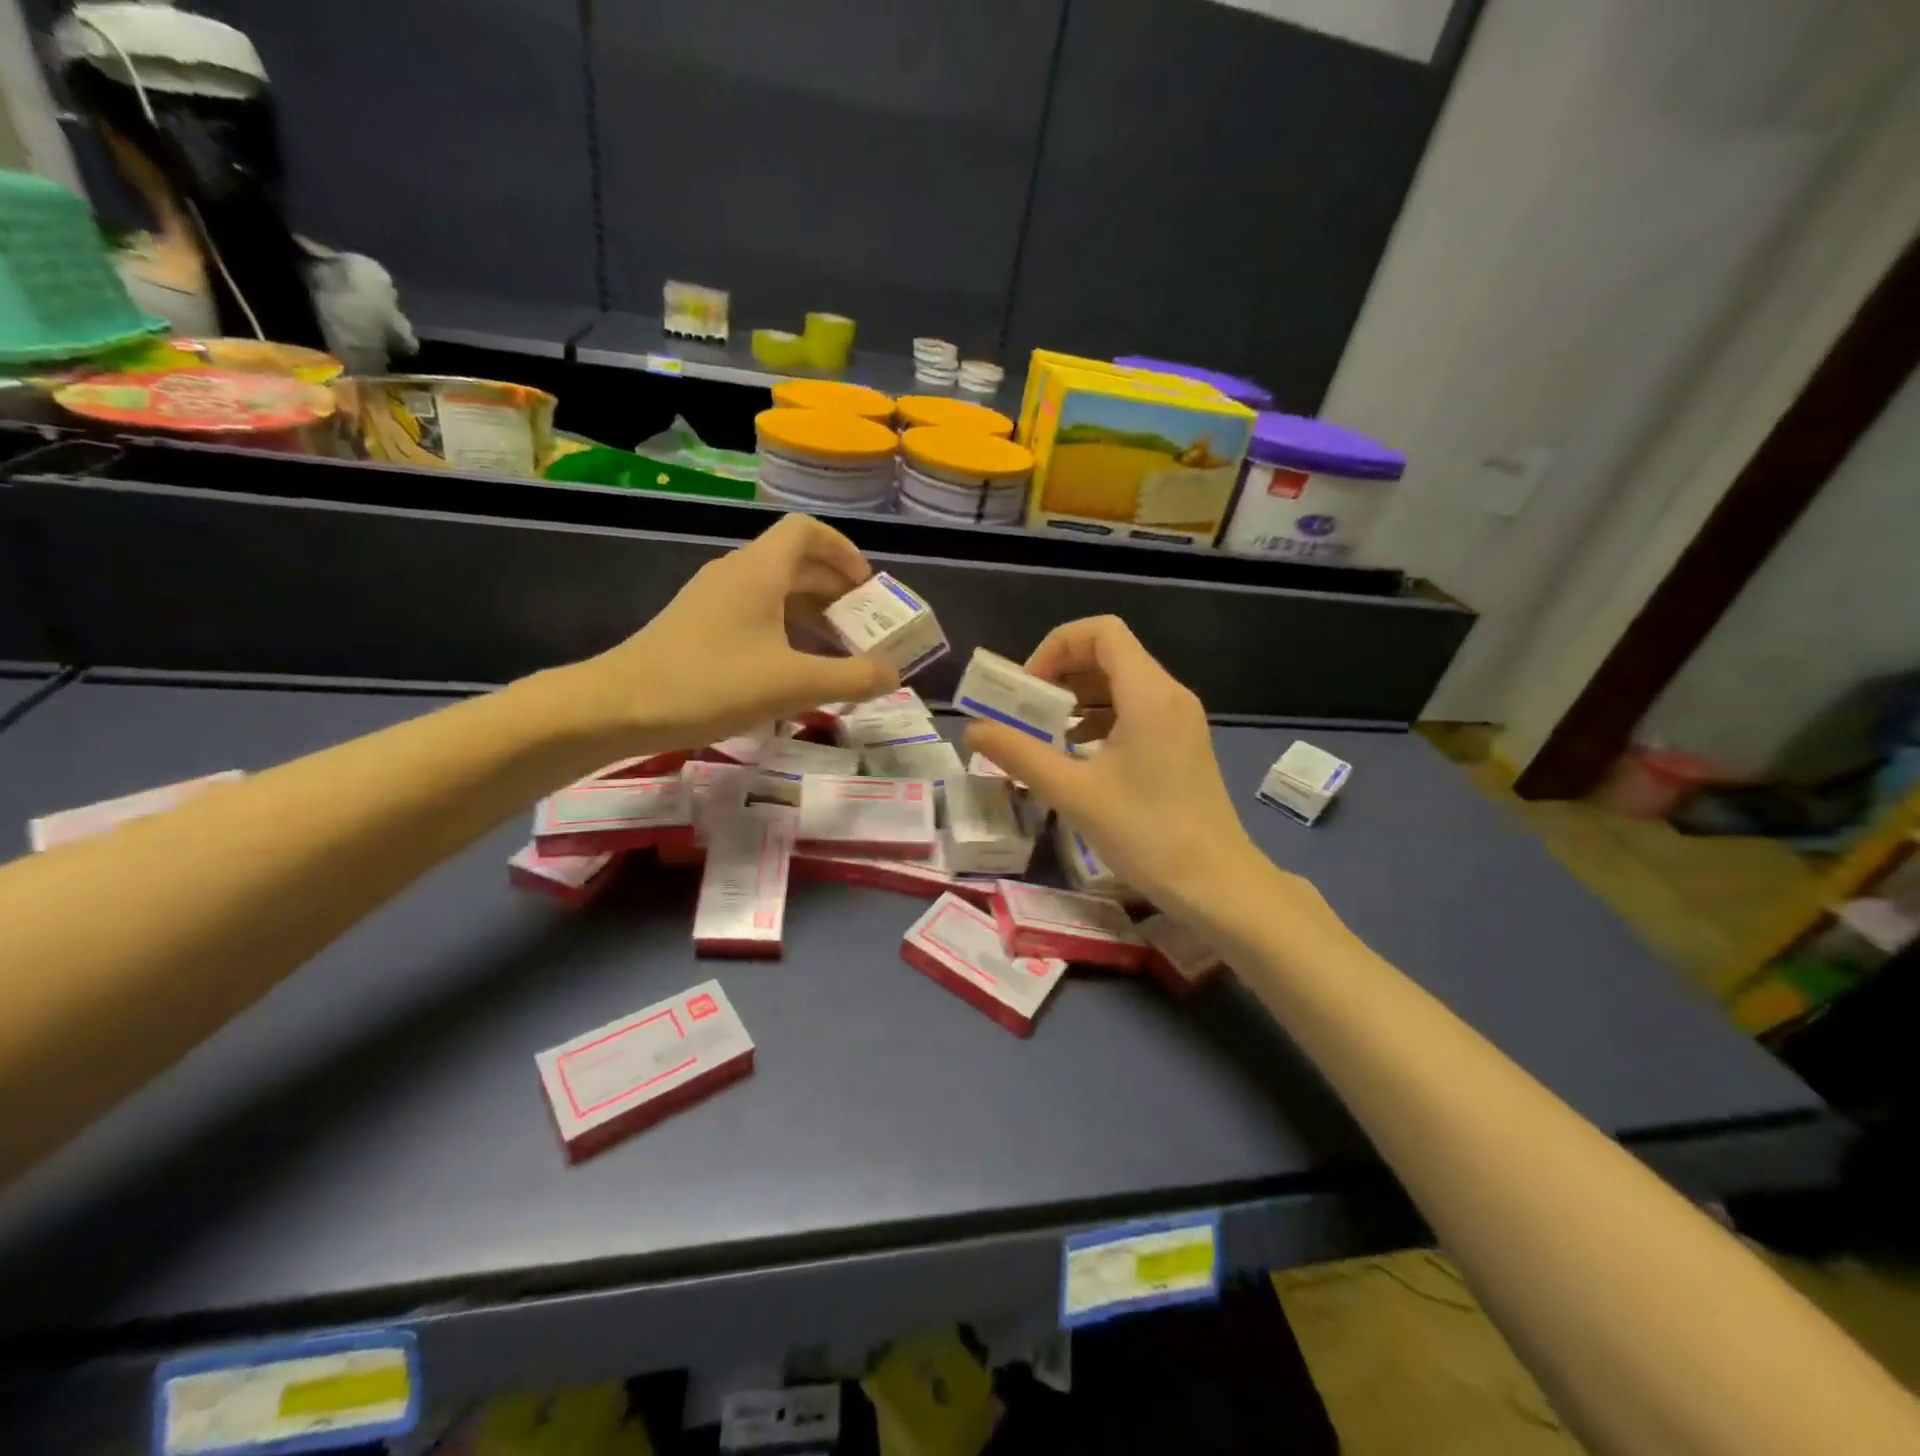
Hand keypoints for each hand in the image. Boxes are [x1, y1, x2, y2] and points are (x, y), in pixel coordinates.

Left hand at [571, 514, 896, 751]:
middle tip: (863, 627)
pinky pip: (755, 613)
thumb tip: (893, 673)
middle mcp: (737, 573)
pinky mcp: (699, 626)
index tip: (868, 589)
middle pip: (796, 562)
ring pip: (775, 590)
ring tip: (836, 653)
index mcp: (760, 570)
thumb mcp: (793, 684)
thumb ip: (852, 677)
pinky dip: (785, 631)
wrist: (619, 706)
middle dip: (836, 590)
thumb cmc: (711, 684)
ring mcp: (714, 599)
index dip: (844, 551)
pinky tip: (792, 670)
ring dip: (812, 614)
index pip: (808, 531)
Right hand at [963, 616, 1259, 917]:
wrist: (1217, 883)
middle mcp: (1169, 694)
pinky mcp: (1182, 743)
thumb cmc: (1147, 833)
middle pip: (1109, 653)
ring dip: (1078, 697)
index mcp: (1149, 693)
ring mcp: (1180, 719)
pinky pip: (1135, 709)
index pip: (1100, 632)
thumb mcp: (1073, 793)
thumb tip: (973, 729)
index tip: (1027, 688)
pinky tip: (1078, 753)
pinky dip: (1100, 717)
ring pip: (1121, 683)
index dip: (1055, 647)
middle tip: (1026, 709)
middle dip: (1061, 672)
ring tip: (1045, 732)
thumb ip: (1019, 755)